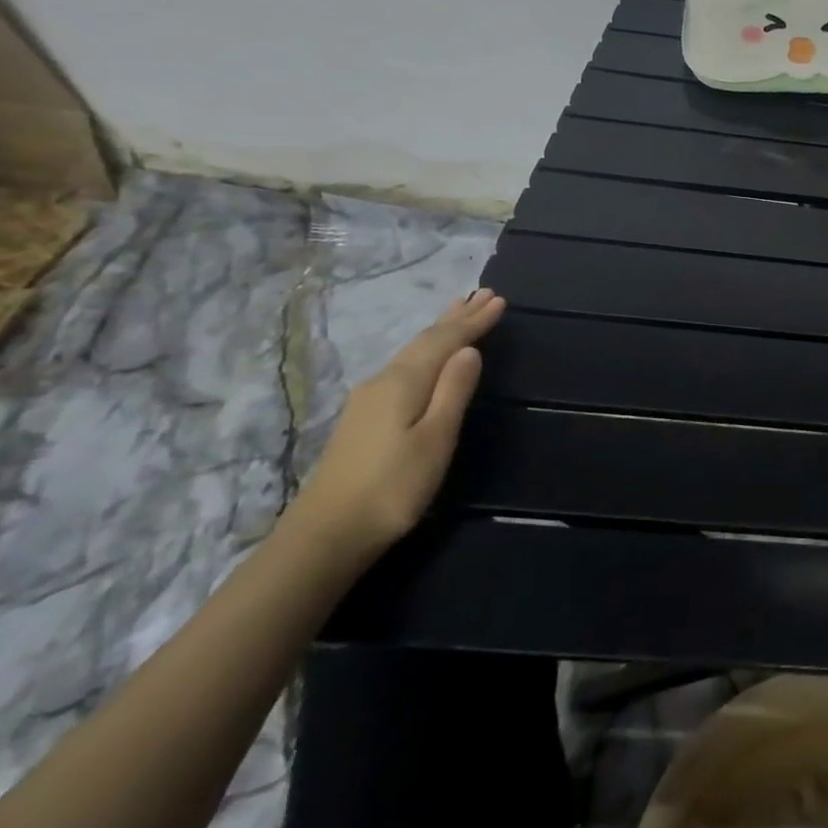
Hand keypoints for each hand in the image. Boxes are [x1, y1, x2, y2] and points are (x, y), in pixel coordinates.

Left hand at [285, 289, 506, 564]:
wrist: (327, 534)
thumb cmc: (393, 486)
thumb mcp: (435, 438)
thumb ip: (454, 391)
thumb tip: (470, 350)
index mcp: (404, 382)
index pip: (445, 341)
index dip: (474, 321)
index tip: (500, 300)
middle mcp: (383, 381)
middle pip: (425, 341)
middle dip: (457, 317)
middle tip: (483, 294)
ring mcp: (369, 400)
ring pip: (412, 352)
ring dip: (440, 331)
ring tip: (458, 311)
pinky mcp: (364, 418)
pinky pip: (405, 367)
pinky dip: (426, 351)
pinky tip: (428, 356)